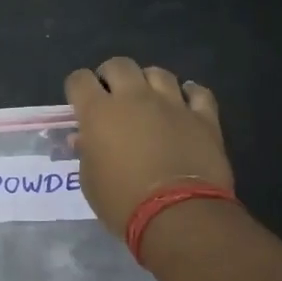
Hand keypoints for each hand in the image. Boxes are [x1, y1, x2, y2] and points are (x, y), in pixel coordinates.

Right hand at [65, 57, 233, 236]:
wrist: (178, 215)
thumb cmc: (122, 202)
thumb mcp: (90, 181)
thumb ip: (86, 152)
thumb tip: (85, 138)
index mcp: (98, 112)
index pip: (79, 80)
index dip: (77, 89)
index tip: (79, 104)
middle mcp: (134, 98)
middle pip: (119, 65)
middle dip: (111, 76)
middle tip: (112, 97)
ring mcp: (172, 104)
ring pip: (158, 73)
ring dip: (148, 82)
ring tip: (148, 100)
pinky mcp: (203, 117)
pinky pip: (197, 92)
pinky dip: (189, 94)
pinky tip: (185, 104)